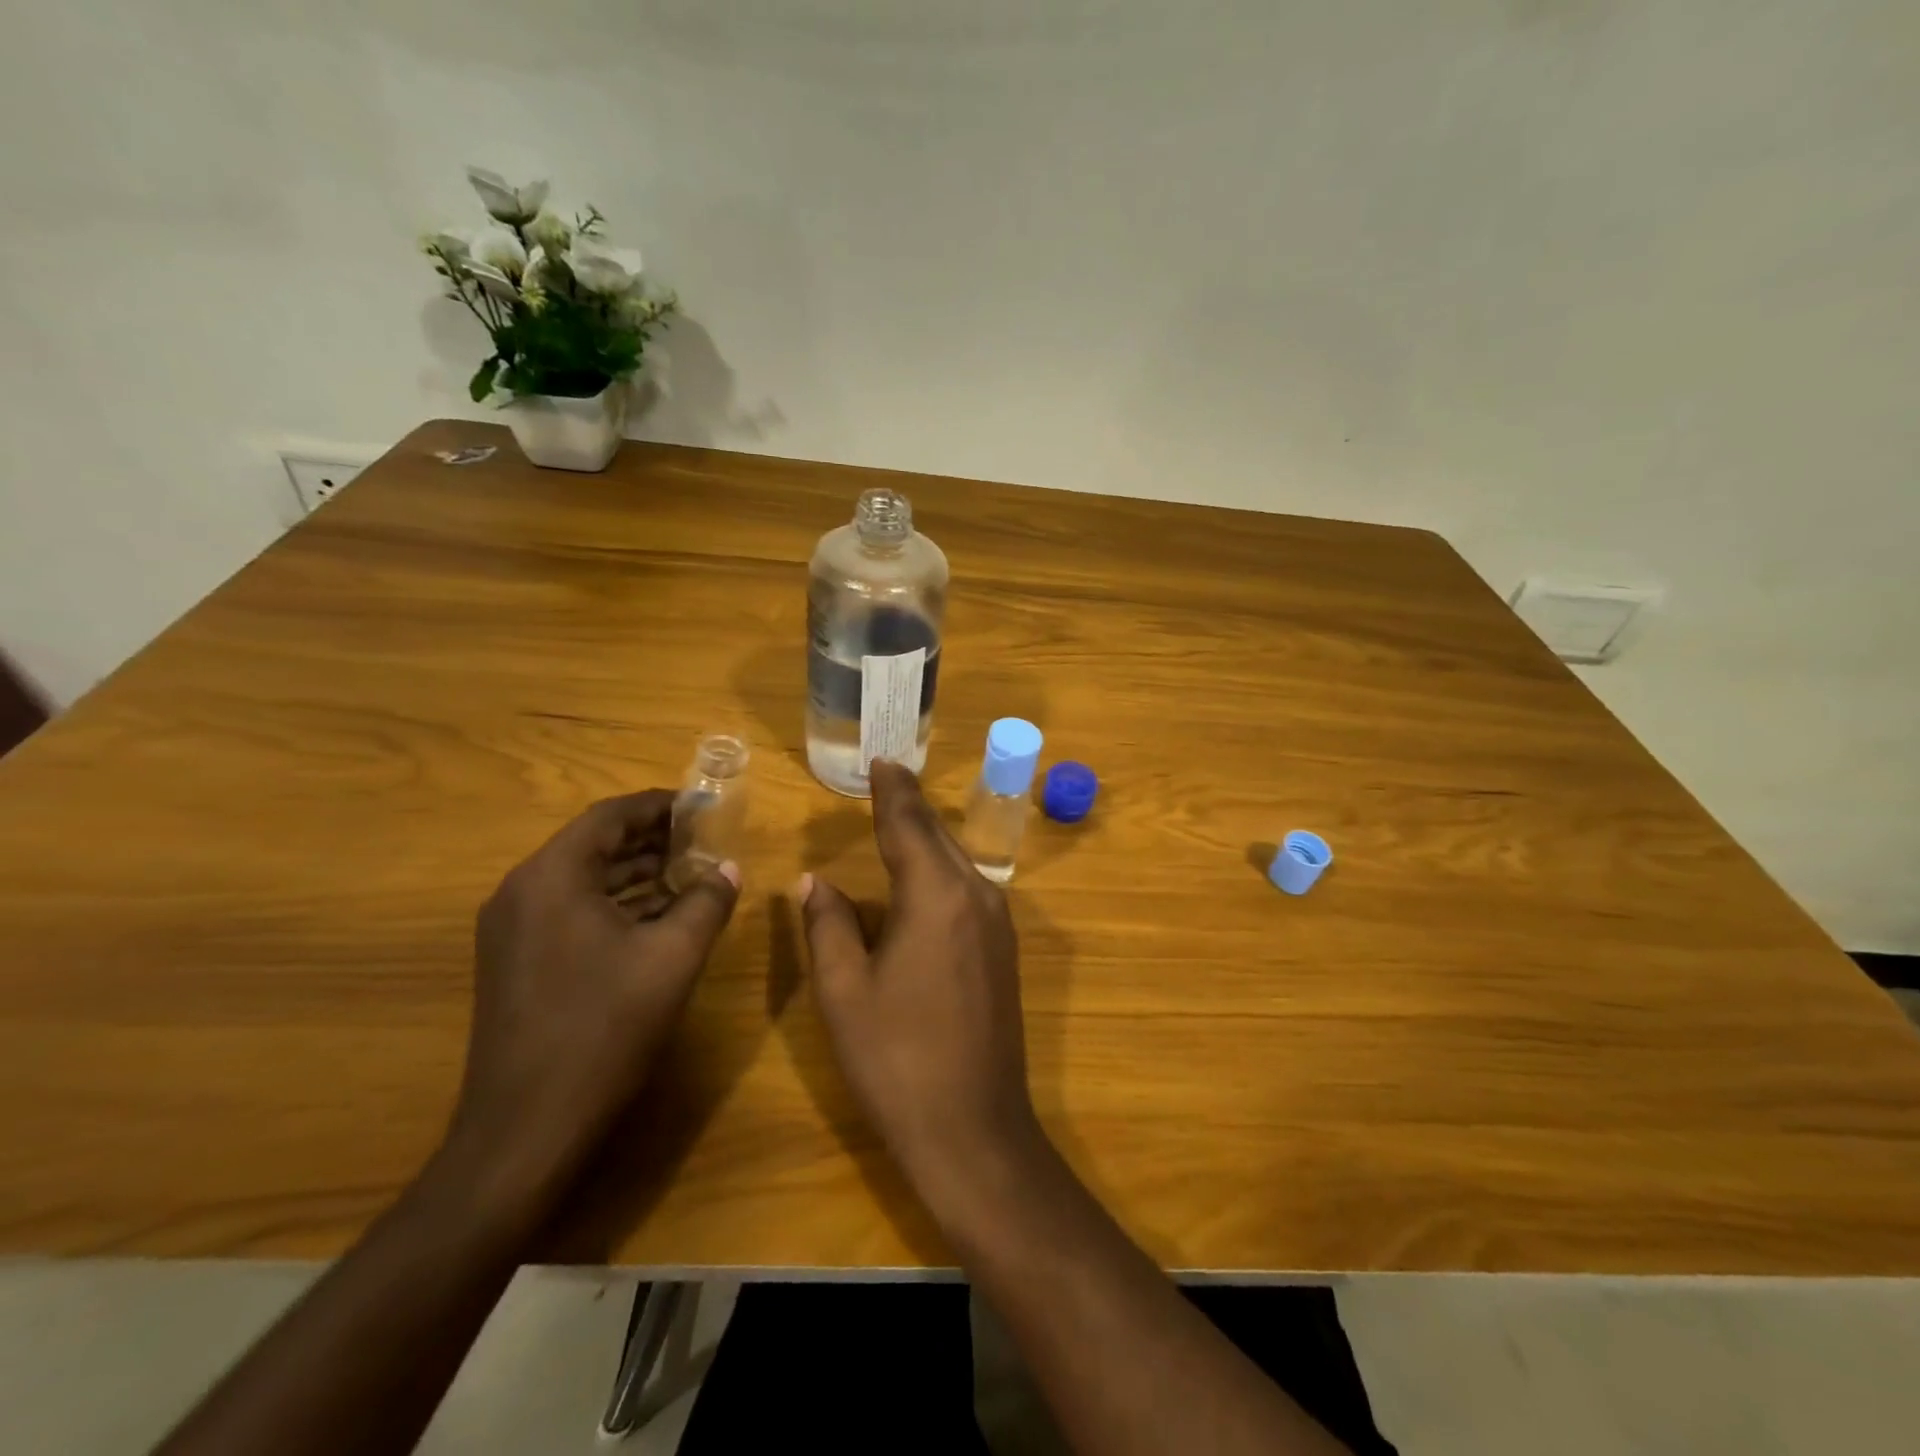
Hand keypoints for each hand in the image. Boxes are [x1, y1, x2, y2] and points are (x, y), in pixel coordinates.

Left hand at [451, 791, 740, 1201]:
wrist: (526, 1128)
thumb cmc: (604, 1029)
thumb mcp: (673, 957)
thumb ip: (707, 902)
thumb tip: (728, 870)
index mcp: (552, 877)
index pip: (609, 816)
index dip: (660, 806)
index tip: (702, 807)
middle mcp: (522, 892)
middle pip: (593, 844)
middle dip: (651, 839)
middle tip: (704, 839)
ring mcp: (512, 930)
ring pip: (582, 879)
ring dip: (636, 872)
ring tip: (690, 873)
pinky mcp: (515, 961)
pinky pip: (570, 910)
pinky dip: (615, 904)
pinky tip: (657, 916)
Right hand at [798, 761, 1044, 1214]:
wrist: (975, 1129)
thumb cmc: (897, 1059)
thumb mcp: (845, 991)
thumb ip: (829, 925)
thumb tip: (815, 881)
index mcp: (936, 896)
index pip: (908, 825)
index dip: (892, 791)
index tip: (881, 761)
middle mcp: (977, 896)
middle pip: (938, 837)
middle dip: (911, 806)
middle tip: (888, 777)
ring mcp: (998, 924)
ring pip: (958, 861)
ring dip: (928, 837)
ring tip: (900, 817)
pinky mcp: (1005, 951)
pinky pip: (969, 889)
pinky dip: (943, 869)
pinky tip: (926, 876)